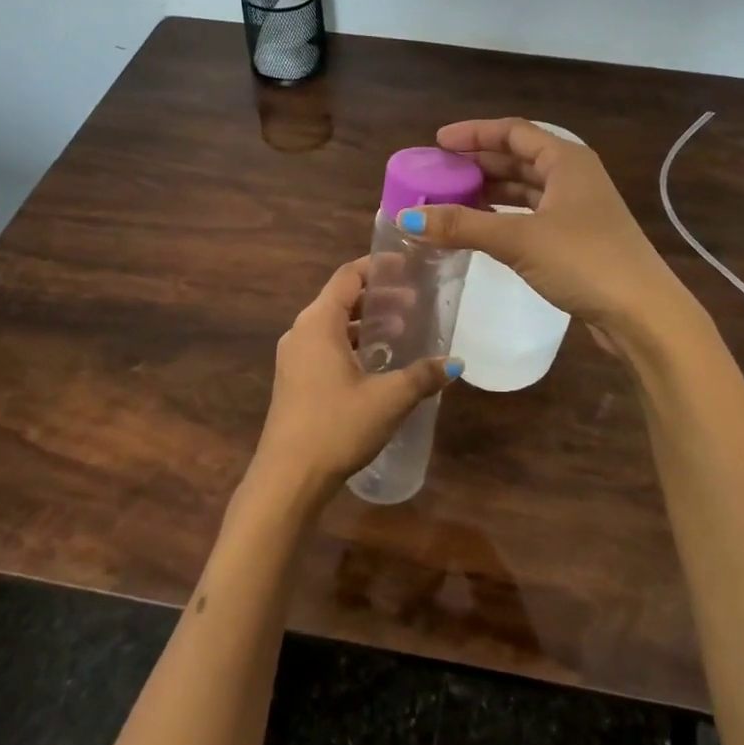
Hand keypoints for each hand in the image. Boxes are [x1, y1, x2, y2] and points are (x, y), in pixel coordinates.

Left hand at [248, 258, 460, 500]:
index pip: (348, 276)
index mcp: (318, 323)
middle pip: (340, 298)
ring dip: (365, 323)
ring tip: (400, 331)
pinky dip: (351, 343)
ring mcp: (293, 357)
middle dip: (377, 297)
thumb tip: (455, 363)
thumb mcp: (388, 399)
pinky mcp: (294, 380)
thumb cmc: (337, 426)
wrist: (288, 478)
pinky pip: (325, 346)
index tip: (407, 266)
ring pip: (333, 325)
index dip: (377, 266)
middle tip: (414, 303)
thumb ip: (422, 376)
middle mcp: (300, 332)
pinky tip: (376, 363)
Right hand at [397, 118, 690, 337]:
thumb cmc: (585, 261)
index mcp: (566, 160)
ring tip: (451, 200)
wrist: (642, 313)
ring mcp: (578, 209)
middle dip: (478, 165)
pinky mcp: (577, 239)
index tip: (438, 142)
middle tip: (439, 174)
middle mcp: (574, 177)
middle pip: (518, 160)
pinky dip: (504, 218)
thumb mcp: (519, 239)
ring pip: (525, 190)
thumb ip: (463, 226)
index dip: (474, 134)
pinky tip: (482, 229)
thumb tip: (407, 217)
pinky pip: (531, 216)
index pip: (513, 133)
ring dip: (490, 193)